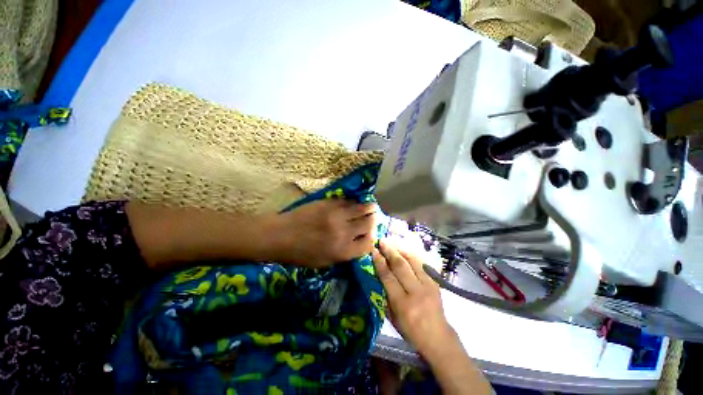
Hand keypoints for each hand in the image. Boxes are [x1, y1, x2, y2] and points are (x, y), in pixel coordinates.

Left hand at [272, 199, 376, 267]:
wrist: (281, 235)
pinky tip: (354, 203)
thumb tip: (359, 243)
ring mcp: (337, 214)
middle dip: (374, 220)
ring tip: (371, 207)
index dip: (372, 238)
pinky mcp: (330, 202)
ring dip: (369, 208)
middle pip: (369, 223)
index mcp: (342, 251)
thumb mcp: (324, 263)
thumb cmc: (300, 254)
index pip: (369, 243)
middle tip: (374, 218)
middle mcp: (344, 232)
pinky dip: (354, 202)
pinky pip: (348, 200)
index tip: (370, 234)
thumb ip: (345, 254)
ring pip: (362, 208)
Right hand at [372, 240, 453, 355]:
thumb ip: (385, 295)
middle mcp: (416, 292)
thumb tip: (379, 273)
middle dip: (390, 251)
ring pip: (414, 260)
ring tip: (393, 241)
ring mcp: (429, 286)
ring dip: (401, 248)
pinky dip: (414, 253)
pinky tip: (406, 247)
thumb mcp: (392, 317)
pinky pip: (424, 262)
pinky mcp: (436, 282)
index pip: (388, 278)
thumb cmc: (410, 330)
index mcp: (403, 304)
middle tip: (382, 241)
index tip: (374, 251)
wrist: (438, 337)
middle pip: (401, 266)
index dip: (380, 263)